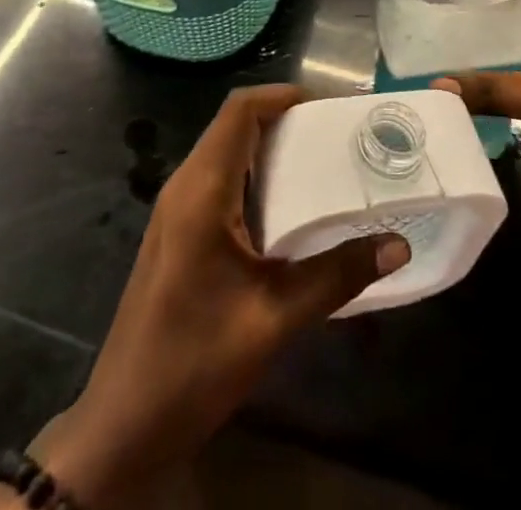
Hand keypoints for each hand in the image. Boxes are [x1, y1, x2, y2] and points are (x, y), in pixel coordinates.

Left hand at [28, 85, 410, 505]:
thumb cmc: (194, 362)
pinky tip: (289, 210)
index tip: (329, 108)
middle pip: (234, 125)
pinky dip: (255, 177)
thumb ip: (336, 276)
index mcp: (201, 189)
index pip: (239, 110)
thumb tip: (397, 244)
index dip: (282, 96)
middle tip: (337, 136)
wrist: (123, 425)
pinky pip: (219, 181)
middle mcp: (184, 186)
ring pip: (226, 153)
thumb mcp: (273, 319)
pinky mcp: (177, 233)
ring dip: (270, 149)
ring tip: (323, 165)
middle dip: (284, 120)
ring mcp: (176, 210)